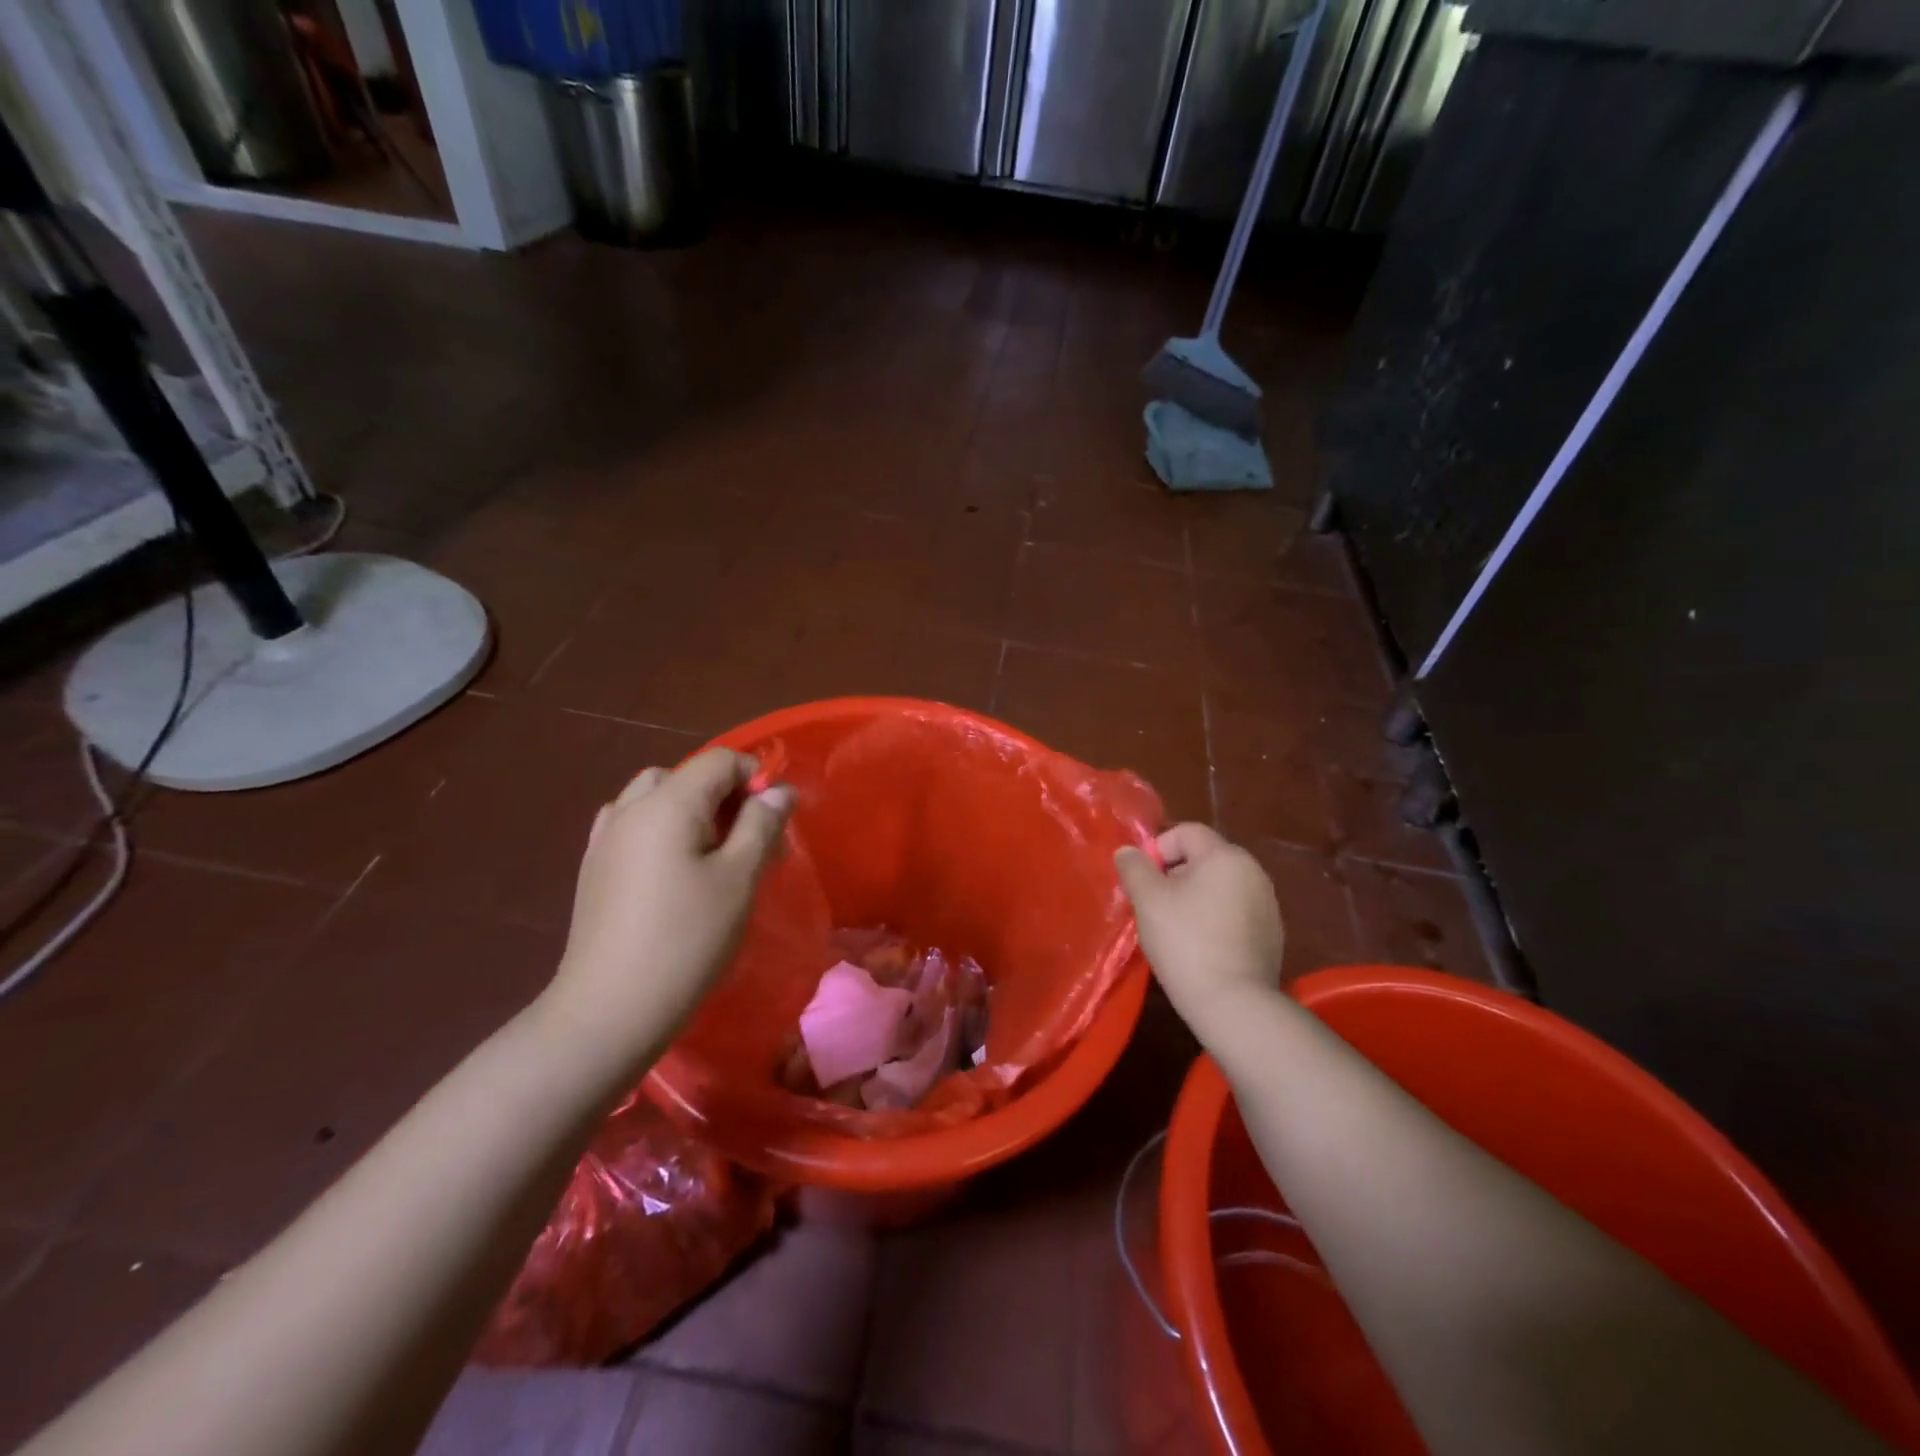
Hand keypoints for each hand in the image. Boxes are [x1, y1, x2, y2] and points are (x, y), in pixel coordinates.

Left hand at [543, 749, 793, 1079]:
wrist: (610, 1008)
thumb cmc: (687, 939)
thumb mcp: (739, 878)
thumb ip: (761, 824)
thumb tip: (778, 790)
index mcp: (667, 803)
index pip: (719, 760)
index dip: (754, 777)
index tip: (774, 819)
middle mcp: (630, 809)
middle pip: (684, 775)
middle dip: (723, 795)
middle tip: (746, 840)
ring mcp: (605, 838)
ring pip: (654, 798)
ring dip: (688, 810)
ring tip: (710, 854)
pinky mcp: (593, 869)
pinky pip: (631, 825)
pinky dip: (659, 830)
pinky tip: (671, 869)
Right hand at [1114, 823, 1283, 1039]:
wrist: (1234, 1003)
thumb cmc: (1185, 942)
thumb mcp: (1148, 900)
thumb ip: (1134, 867)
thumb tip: (1128, 851)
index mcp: (1226, 856)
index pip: (1186, 832)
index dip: (1158, 849)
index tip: (1144, 881)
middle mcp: (1253, 872)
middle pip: (1204, 858)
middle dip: (1174, 875)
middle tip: (1154, 906)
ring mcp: (1267, 904)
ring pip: (1219, 886)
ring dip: (1194, 898)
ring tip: (1175, 929)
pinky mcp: (1272, 934)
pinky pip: (1235, 912)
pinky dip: (1215, 919)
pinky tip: (1201, 947)